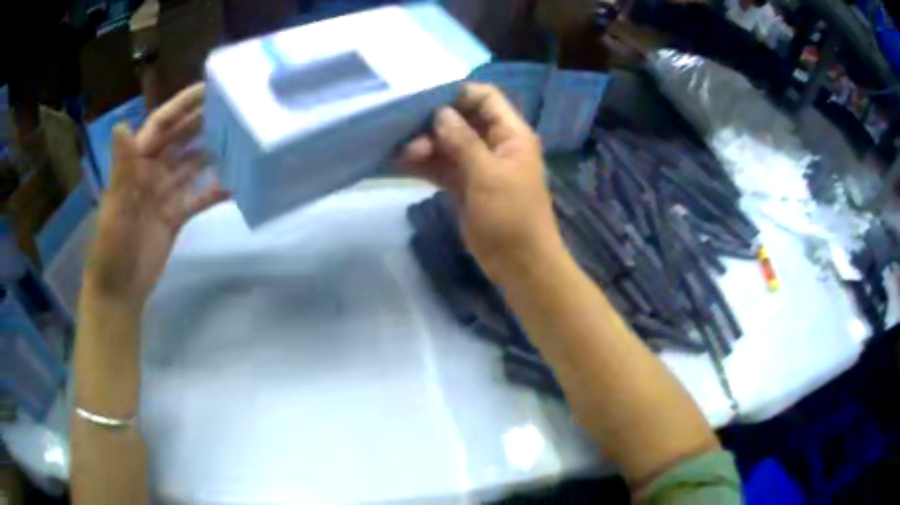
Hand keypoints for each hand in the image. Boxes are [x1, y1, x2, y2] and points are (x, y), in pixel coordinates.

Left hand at [84, 83, 227, 309]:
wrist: (120, 291)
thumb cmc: (111, 247)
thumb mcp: (115, 206)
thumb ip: (122, 167)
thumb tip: (122, 124)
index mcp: (135, 163)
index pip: (160, 125)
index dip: (182, 106)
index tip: (208, 88)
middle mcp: (151, 172)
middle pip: (180, 139)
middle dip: (203, 122)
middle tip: (235, 107)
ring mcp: (164, 194)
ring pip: (192, 165)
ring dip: (213, 152)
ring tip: (242, 138)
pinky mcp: (175, 216)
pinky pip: (198, 197)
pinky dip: (215, 190)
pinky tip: (236, 183)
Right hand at [400, 83, 564, 281]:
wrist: (520, 264)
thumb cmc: (511, 216)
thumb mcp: (488, 175)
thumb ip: (463, 141)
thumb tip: (440, 112)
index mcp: (511, 134)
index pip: (485, 98)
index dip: (458, 94)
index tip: (426, 100)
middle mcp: (494, 144)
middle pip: (462, 119)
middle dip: (434, 123)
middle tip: (409, 136)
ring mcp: (478, 165)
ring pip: (448, 143)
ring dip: (425, 145)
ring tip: (403, 153)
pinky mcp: (465, 185)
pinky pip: (442, 166)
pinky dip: (424, 164)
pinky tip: (400, 163)